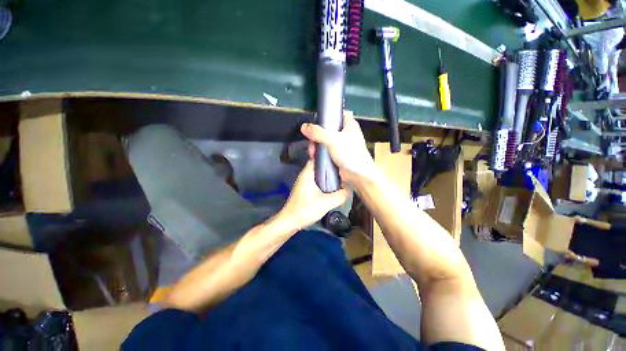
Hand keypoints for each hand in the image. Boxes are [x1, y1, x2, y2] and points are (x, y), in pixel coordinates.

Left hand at [278, 161, 348, 230]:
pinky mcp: (306, 189)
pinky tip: (333, 186)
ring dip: (329, 174)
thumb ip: (340, 195)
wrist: (290, 221)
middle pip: (320, 165)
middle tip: (344, 167)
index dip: (328, 154)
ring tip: (342, 175)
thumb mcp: (326, 203)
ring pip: (319, 173)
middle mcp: (305, 174)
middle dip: (331, 165)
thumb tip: (349, 189)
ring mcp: (305, 182)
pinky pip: (317, 181)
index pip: (317, 156)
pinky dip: (325, 181)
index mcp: (308, 173)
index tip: (340, 155)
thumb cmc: (305, 209)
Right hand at [301, 113, 375, 183]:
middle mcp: (345, 134)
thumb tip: (304, 127)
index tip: (318, 119)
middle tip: (312, 140)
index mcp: (349, 125)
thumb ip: (318, 133)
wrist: (357, 175)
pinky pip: (326, 151)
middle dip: (317, 134)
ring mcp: (341, 145)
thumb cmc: (351, 154)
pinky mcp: (337, 155)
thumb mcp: (333, 140)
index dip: (329, 114)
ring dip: (317, 145)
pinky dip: (320, 152)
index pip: (339, 113)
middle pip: (328, 128)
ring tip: (312, 151)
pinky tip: (314, 156)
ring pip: (325, 140)